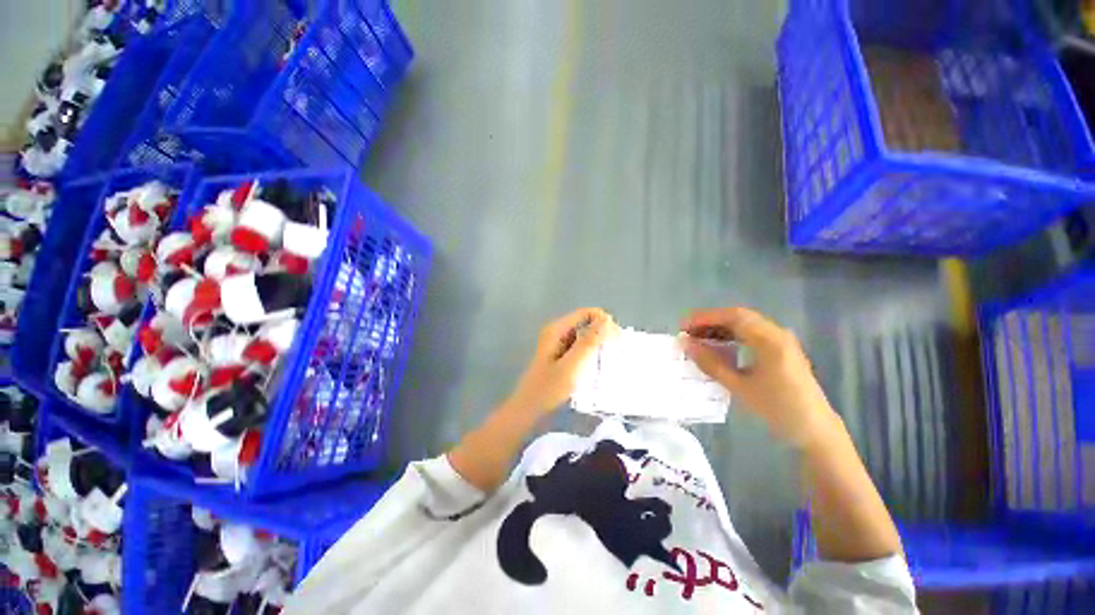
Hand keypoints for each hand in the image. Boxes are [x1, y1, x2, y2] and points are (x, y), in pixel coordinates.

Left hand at [506, 308, 615, 417]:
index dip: (604, 323)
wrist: (528, 411)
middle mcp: (557, 333)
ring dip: (598, 348)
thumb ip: (589, 342)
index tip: (617, 341)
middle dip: (603, 336)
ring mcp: (558, 346)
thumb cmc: (549, 389)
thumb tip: (607, 320)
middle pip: (587, 324)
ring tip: (609, 365)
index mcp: (557, 329)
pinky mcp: (561, 358)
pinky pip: (581, 351)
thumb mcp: (572, 365)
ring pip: (585, 339)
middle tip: (615, 355)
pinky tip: (598, 371)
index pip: (587, 313)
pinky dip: (591, 357)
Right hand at [681, 307, 838, 448]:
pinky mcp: (781, 350)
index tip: (683, 326)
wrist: (815, 430)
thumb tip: (686, 345)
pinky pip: (751, 334)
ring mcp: (780, 341)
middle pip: (738, 317)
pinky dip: (731, 336)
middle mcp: (777, 334)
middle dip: (710, 321)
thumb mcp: (740, 387)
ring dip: (719, 328)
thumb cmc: (778, 409)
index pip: (733, 317)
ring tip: (697, 337)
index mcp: (770, 340)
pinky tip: (718, 345)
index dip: (705, 318)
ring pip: (744, 325)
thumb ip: (711, 364)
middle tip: (687, 331)